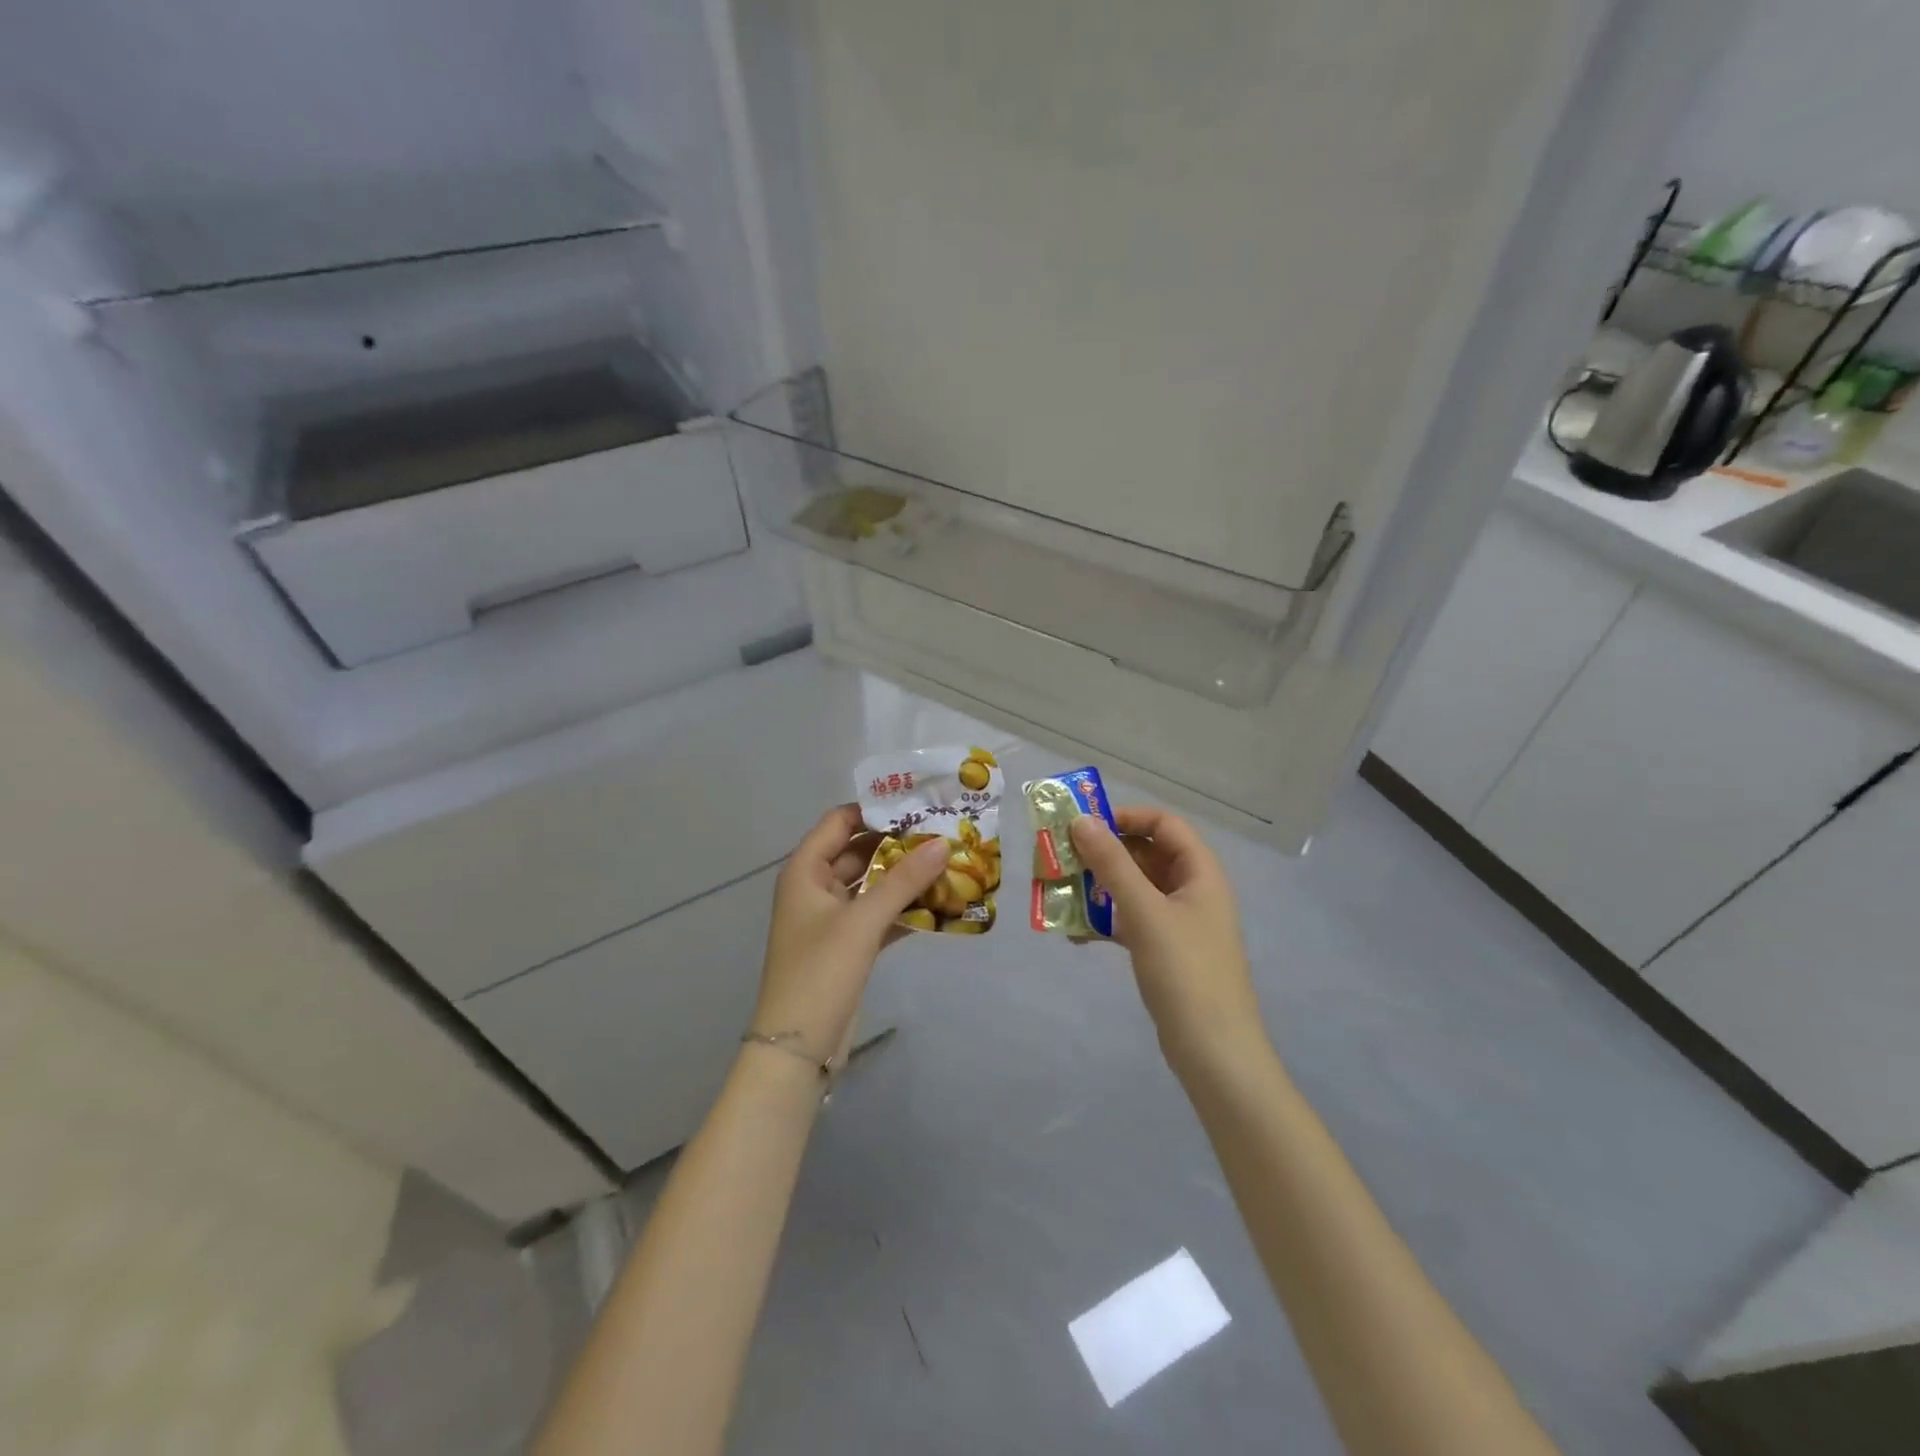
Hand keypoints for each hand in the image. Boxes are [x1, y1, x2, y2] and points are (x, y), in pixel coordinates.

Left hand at [750, 805, 948, 1067]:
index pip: (839, 822)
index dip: (875, 810)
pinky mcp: (847, 946)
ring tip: (949, 863)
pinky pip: (878, 914)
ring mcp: (831, 919)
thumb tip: (943, 841)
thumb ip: (903, 880)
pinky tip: (940, 904)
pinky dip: (903, 908)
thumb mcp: (862, 922)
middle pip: (859, 852)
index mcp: (805, 871)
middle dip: (898, 844)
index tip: (917, 804)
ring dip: (904, 877)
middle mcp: (816, 888)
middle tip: (943, 833)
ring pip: (872, 885)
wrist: (797, 1048)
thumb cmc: (820, 973)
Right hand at [1069, 806, 1268, 1075]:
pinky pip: (1131, 919)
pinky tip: (1075, 933)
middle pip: (1146, 853)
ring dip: (1099, 887)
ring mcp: (1179, 921)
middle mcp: (1192, 889)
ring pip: (1135, 888)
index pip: (1164, 823)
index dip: (1126, 817)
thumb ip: (1112, 863)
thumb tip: (1082, 820)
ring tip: (1061, 892)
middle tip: (1062, 857)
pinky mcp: (1165, 950)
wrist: (1214, 1052)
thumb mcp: (1145, 911)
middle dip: (1104, 853)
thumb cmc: (1185, 972)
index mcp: (1200, 872)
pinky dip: (1105, 920)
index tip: (1085, 826)